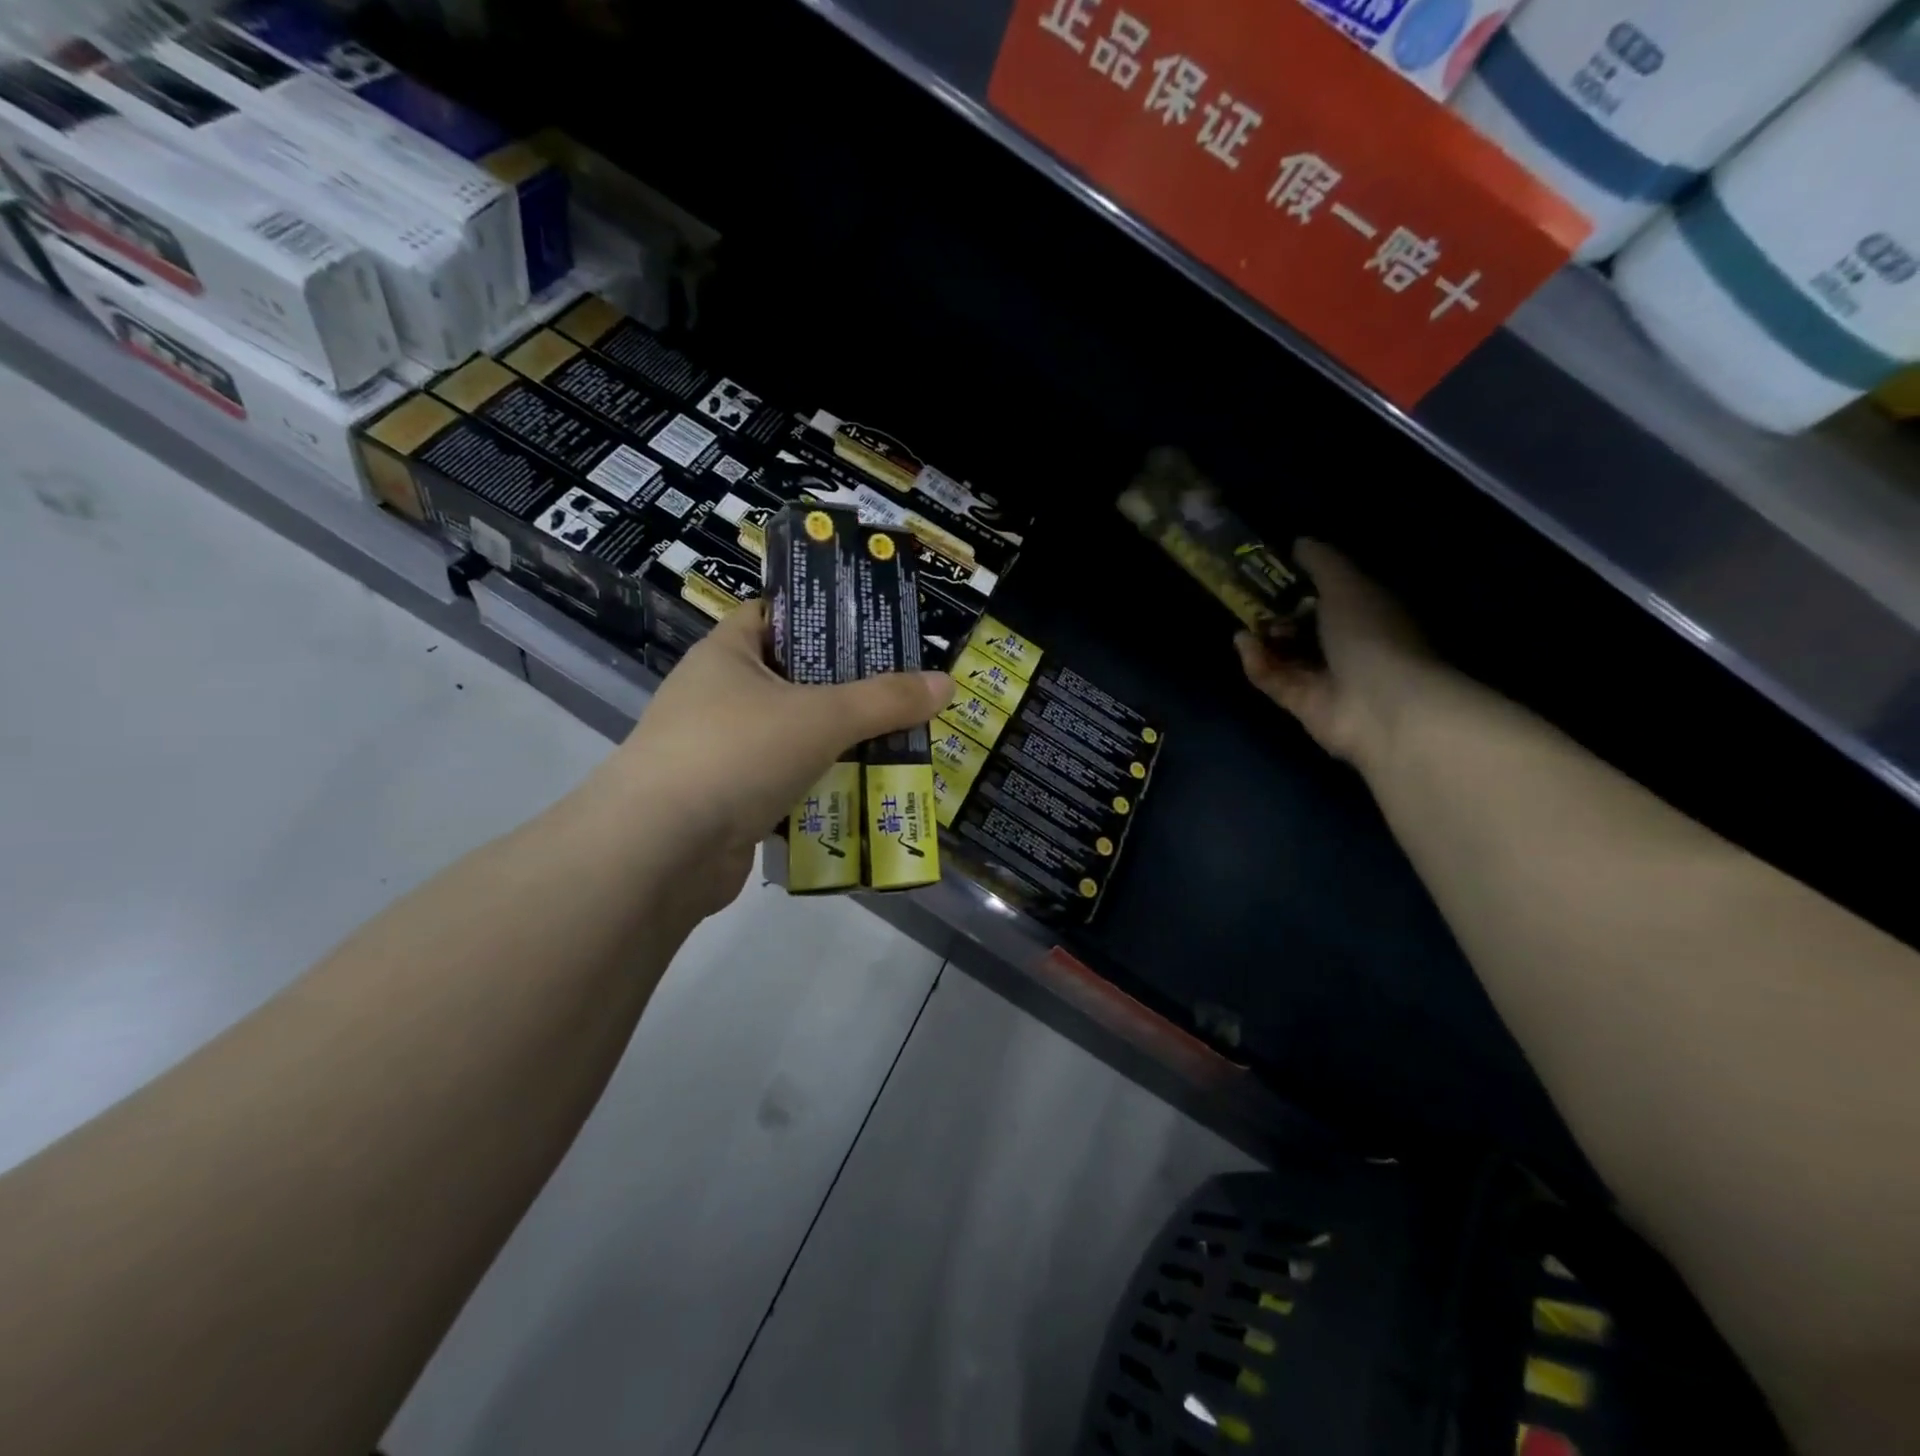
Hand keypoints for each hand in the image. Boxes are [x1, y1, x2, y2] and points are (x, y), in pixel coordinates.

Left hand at [598, 602, 952, 915]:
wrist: (659, 852)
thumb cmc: (736, 753)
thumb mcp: (821, 717)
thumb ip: (885, 700)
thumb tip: (946, 683)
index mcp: (728, 654)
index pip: (776, 615)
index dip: (822, 615)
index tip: (873, 628)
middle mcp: (718, 696)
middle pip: (794, 680)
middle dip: (847, 690)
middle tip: (902, 693)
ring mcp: (719, 752)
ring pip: (793, 737)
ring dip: (838, 745)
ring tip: (897, 743)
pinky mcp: (726, 801)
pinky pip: (785, 784)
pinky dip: (818, 789)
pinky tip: (863, 793)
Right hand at [1236, 539, 1435, 768]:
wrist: (1380, 704)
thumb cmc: (1370, 634)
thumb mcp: (1346, 585)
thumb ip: (1321, 563)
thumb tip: (1299, 542)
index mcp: (1365, 613)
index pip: (1329, 596)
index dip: (1300, 585)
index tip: (1270, 572)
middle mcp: (1346, 646)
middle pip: (1302, 627)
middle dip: (1275, 614)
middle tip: (1249, 600)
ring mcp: (1324, 678)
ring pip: (1284, 655)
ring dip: (1263, 639)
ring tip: (1244, 624)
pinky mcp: (1302, 704)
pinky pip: (1273, 679)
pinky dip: (1257, 662)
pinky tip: (1244, 645)